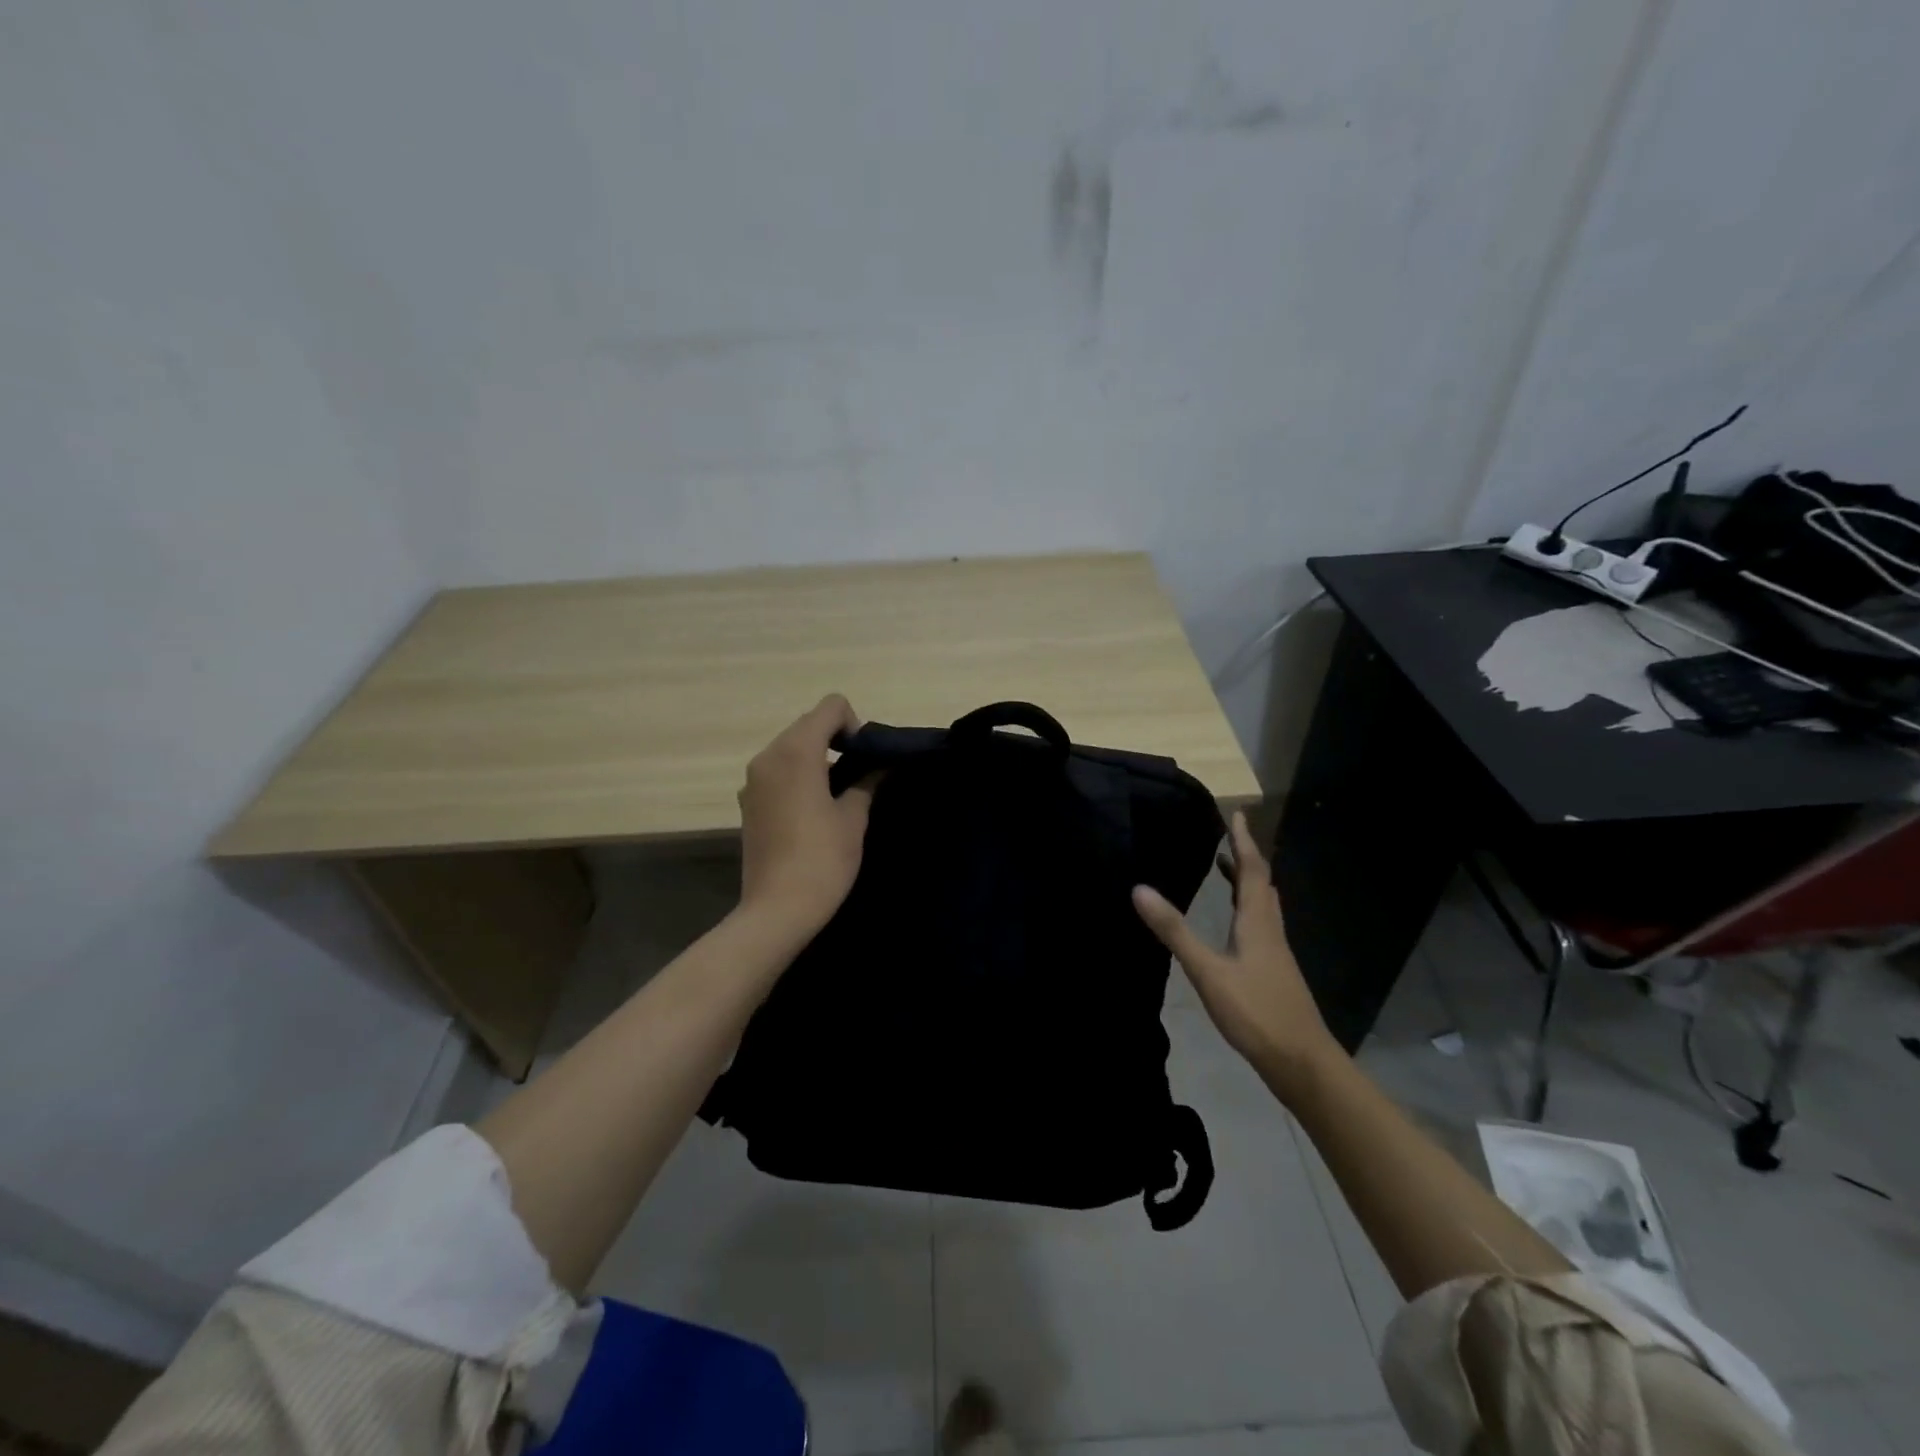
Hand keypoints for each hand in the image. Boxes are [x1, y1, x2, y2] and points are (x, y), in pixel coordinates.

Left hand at [737, 695, 875, 937]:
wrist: (777, 910)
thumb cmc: (822, 860)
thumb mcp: (854, 817)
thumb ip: (867, 781)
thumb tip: (879, 765)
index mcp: (796, 752)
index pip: (831, 707)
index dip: (855, 725)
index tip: (864, 760)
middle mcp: (768, 756)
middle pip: (808, 724)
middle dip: (836, 740)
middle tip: (858, 777)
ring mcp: (753, 780)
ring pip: (791, 747)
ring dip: (816, 758)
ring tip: (836, 796)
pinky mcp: (747, 802)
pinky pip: (777, 771)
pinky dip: (797, 775)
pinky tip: (811, 812)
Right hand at [1132, 812, 1339, 1092]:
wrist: (1302, 1062)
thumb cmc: (1256, 1012)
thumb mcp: (1208, 971)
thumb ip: (1175, 931)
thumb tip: (1139, 889)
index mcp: (1257, 922)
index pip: (1253, 870)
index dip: (1243, 841)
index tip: (1237, 813)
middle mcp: (1270, 930)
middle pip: (1262, 884)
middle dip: (1245, 857)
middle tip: (1227, 836)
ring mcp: (1276, 953)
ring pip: (1263, 905)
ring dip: (1246, 881)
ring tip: (1225, 868)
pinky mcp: (1274, 972)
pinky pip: (1259, 924)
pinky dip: (1245, 908)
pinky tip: (1232, 926)